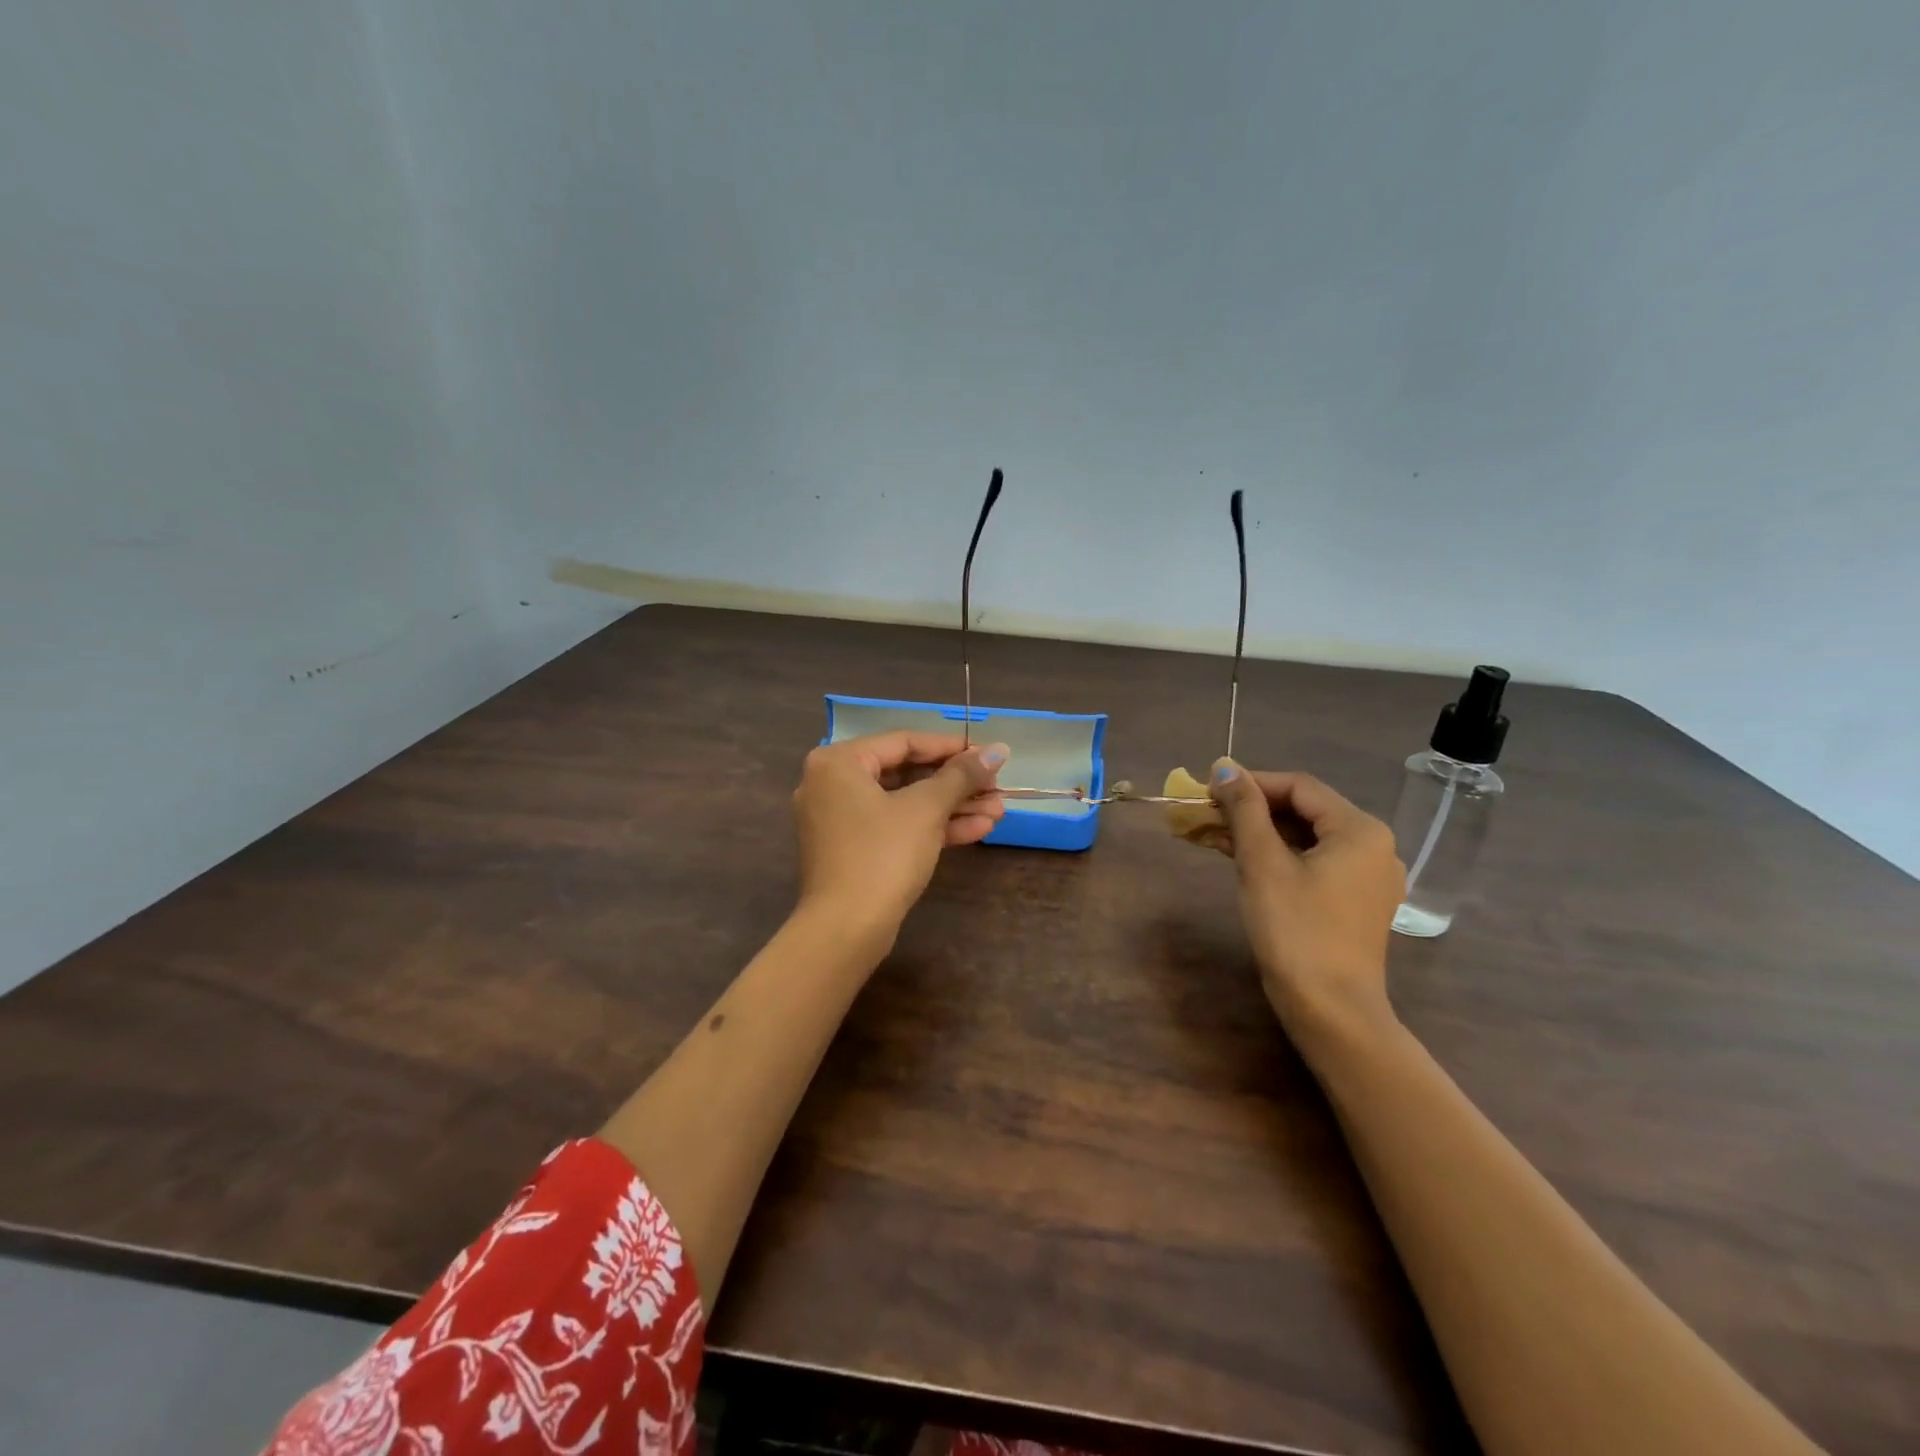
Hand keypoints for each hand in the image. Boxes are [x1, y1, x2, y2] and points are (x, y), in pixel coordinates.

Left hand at [792, 731, 1008, 948]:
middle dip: (957, 784)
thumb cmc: (882, 855)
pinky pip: (894, 826)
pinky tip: (977, 830)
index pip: (904, 742)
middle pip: (906, 773)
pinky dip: (931, 828)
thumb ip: (962, 775)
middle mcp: (832, 784)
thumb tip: (998, 749)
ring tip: (998, 812)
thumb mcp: (926, 809)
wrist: (845, 930)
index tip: (989, 754)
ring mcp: (840, 819)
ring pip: (904, 803)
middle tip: (997, 788)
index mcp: (839, 762)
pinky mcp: (852, 850)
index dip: (951, 747)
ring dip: (952, 807)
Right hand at [1207, 759, 1404, 1042]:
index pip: (1299, 787)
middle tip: (1206, 812)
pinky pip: (1313, 862)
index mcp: (1360, 830)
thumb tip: (1224, 767)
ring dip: (1259, 832)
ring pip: (1306, 837)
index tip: (1207, 789)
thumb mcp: (1263, 864)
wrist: (1331, 1011)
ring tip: (1213, 833)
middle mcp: (1373, 846)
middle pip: (1304, 810)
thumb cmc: (1296, 930)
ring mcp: (1367, 877)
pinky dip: (1277, 856)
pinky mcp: (1355, 902)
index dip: (1251, 783)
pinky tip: (1240, 857)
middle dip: (1252, 808)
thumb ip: (1244, 810)